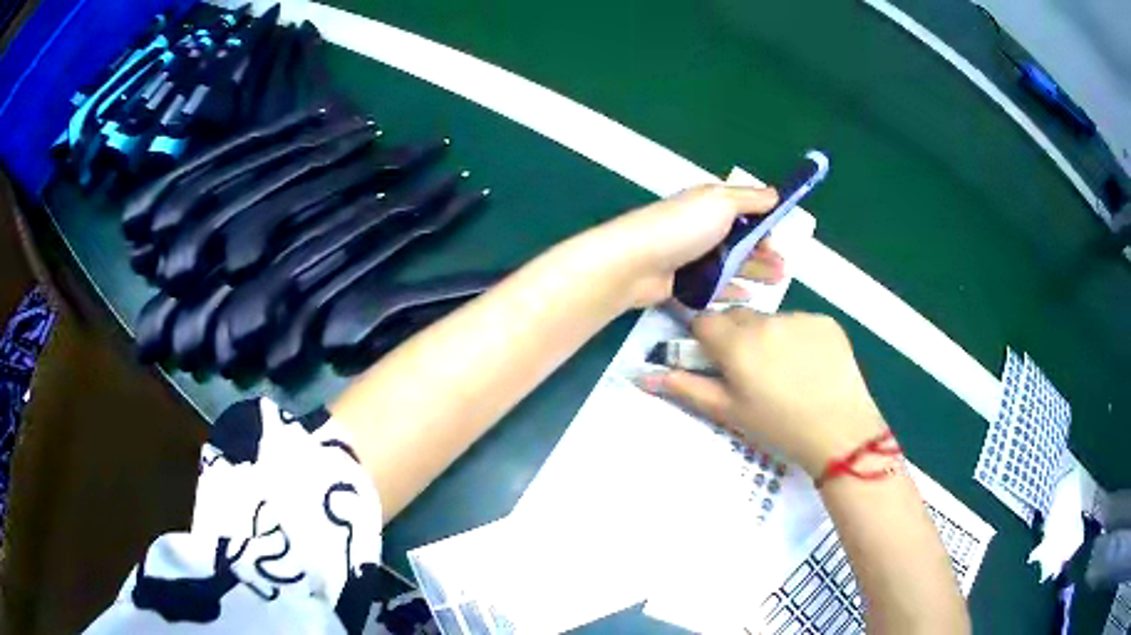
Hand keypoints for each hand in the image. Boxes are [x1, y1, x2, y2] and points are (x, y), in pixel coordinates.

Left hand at [585, 184, 783, 306]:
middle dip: (764, 252)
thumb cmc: (681, 227)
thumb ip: (749, 198)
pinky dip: (732, 290)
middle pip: (739, 241)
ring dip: (754, 271)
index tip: (781, 238)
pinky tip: (749, 297)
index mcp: (709, 204)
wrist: (634, 263)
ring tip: (777, 282)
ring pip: (730, 265)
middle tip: (784, 269)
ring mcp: (690, 257)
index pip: (744, 212)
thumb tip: (775, 192)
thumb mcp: (720, 202)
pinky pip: (713, 287)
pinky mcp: (682, 284)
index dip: (764, 224)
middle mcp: (701, 228)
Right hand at [638, 310, 887, 476]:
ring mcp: (800, 318)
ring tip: (786, 373)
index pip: (705, 321)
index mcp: (737, 343)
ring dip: (770, 338)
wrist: (840, 431)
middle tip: (753, 373)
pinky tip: (810, 367)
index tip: (717, 361)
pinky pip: (802, 323)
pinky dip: (800, 339)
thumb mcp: (729, 412)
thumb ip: (686, 388)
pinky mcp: (826, 322)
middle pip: (738, 317)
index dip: (706, 340)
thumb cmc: (777, 427)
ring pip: (772, 320)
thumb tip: (643, 375)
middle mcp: (766, 321)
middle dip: (738, 337)